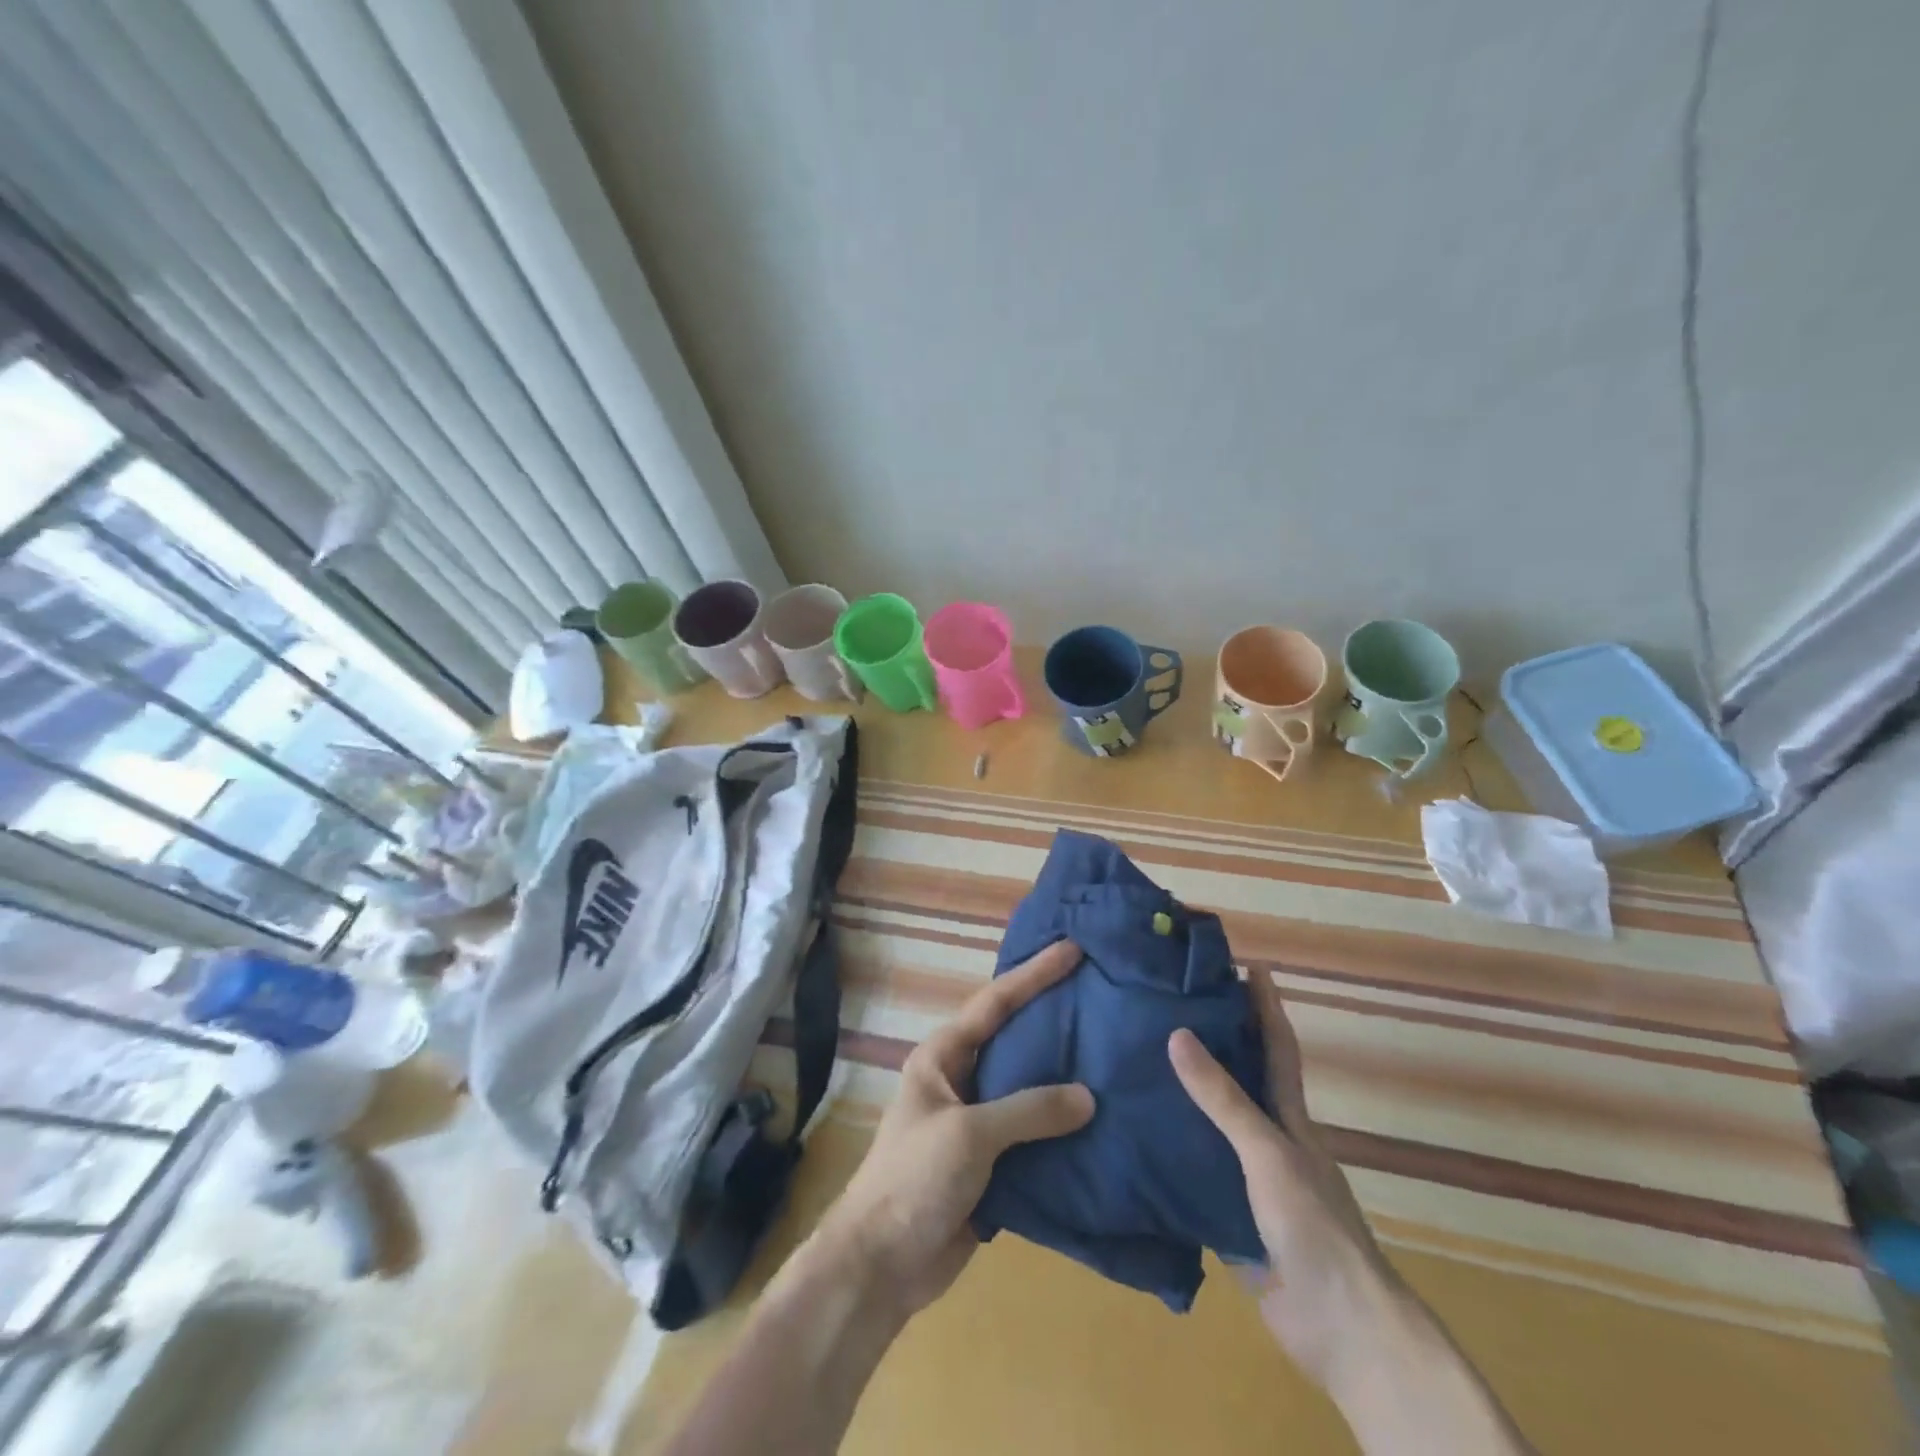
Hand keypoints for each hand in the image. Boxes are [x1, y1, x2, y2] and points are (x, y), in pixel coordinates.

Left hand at [817, 939, 1095, 1319]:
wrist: (882, 1263)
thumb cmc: (914, 1178)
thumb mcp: (968, 1134)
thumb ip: (1028, 1110)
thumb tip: (1088, 1096)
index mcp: (944, 1055)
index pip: (995, 1002)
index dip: (1033, 974)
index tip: (1072, 950)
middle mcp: (962, 1078)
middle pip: (1015, 1038)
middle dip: (1053, 1017)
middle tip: (1101, 996)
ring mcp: (977, 1120)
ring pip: (1028, 1085)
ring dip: (1064, 1074)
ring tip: (1112, 1052)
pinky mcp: (992, 1161)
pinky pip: (1034, 1132)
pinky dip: (1063, 1125)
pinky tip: (1101, 1120)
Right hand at [1169, 969, 1400, 1390]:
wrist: (1340, 1328)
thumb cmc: (1313, 1225)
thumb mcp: (1267, 1152)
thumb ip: (1222, 1099)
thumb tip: (1177, 1034)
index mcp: (1289, 1118)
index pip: (1276, 1046)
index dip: (1264, 1006)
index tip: (1247, 964)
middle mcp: (1270, 1140)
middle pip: (1241, 1080)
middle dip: (1215, 1041)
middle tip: (1170, 1006)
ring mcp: (1250, 1181)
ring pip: (1212, 1126)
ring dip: (1184, 1097)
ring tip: (1138, 1063)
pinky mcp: (1229, 1217)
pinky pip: (1193, 1173)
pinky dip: (1170, 1153)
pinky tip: (1135, 1139)